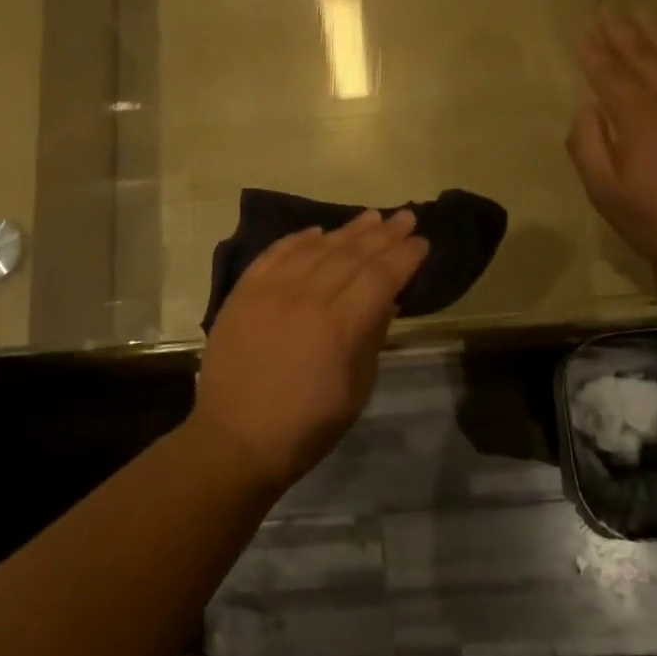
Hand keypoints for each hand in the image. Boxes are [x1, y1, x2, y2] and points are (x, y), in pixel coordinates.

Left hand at [192, 210, 428, 494]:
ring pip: (316, 248)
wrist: (235, 439)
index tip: (421, 242)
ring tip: (370, 217)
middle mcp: (307, 297)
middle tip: (405, 216)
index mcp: (340, 326)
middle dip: (384, 234)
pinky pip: (275, 253)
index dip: (404, 257)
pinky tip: (316, 231)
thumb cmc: (306, 426)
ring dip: (347, 230)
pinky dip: (298, 239)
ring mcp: (271, 290)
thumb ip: (372, 336)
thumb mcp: (356, 389)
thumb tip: (387, 298)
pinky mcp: (244, 291)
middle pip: (352, 254)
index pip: (381, 276)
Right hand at [568, 8, 656, 291]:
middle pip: (642, 56)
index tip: (582, 33)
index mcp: (638, 116)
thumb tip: (586, 108)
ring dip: (656, 32)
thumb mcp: (605, 192)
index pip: (608, 75)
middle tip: (606, 8)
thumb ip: (587, 145)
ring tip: (640, 12)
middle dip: (620, 32)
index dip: (593, 54)